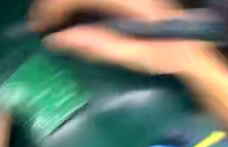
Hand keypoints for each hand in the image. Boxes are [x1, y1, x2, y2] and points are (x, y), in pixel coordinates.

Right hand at [29, 0, 215, 74]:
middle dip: (54, 4)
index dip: (53, 7)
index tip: (41, 26)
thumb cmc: (164, 58)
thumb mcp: (136, 58)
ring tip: (55, 21)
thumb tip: (63, 40)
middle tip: (44, 24)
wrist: (185, 51)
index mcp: (130, 3)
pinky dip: (80, 6)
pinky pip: (96, 1)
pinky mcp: (130, 2)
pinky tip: (76, 18)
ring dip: (65, 4)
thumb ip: (103, 47)